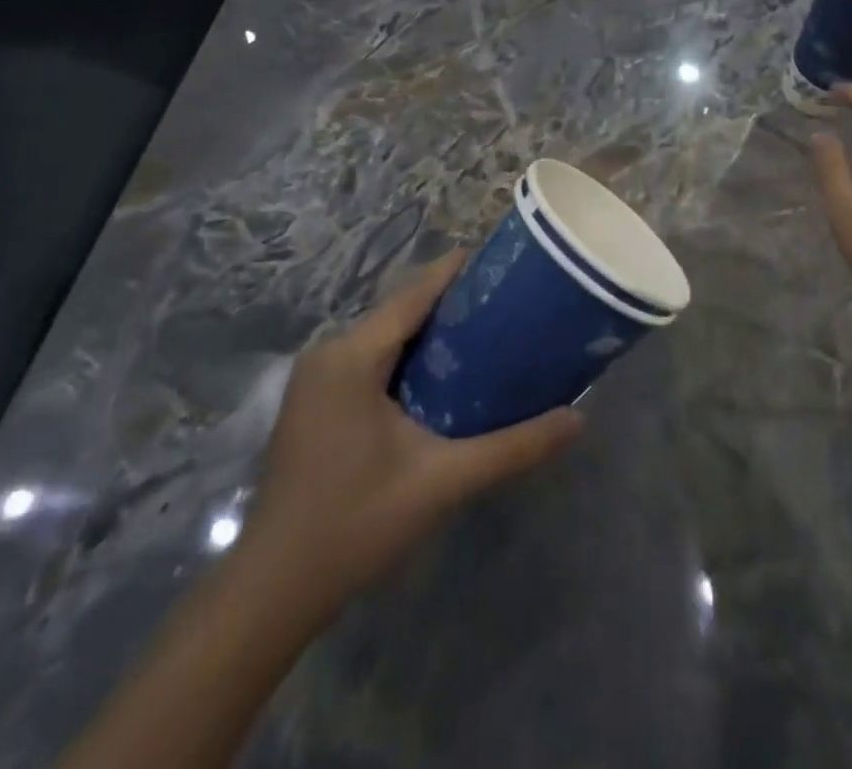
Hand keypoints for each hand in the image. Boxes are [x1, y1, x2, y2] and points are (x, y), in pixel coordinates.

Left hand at [234, 252, 581, 621]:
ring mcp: (316, 376)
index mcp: (352, 355)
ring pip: (385, 334)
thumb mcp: (443, 482)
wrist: (273, 590)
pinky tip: (442, 376)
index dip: (460, 270)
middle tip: (509, 306)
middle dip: (454, 303)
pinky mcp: (314, 399)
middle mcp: (329, 351)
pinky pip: (369, 357)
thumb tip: (578, 419)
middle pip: (402, 309)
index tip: (506, 261)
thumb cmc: (356, 524)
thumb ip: (513, 447)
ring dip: (431, 331)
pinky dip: (407, 355)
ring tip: (487, 334)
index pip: (416, 292)